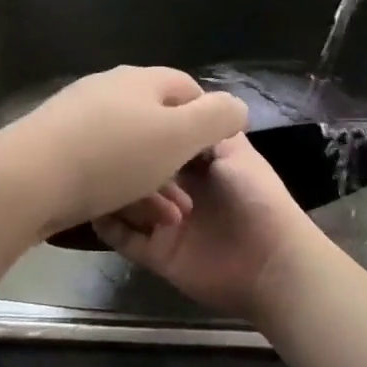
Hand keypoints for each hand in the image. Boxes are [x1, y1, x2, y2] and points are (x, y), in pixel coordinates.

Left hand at [0, 66, 247, 241]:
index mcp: (141, 81)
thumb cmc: (112, 155)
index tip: (217, 154)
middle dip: (179, 157)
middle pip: (157, 118)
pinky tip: (127, 212)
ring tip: (170, 216)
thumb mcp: (179, 136)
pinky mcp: (55, 145)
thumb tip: (236, 106)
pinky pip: (101, 162)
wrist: (25, 178)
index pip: (187, 87)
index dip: (209, 117)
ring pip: (130, 146)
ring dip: (154, 179)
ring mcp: (77, 116)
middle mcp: (108, 89)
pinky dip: (121, 184)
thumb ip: (217, 118)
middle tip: (193, 195)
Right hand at [92, 133, 310, 319]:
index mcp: (198, 165)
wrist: (271, 262)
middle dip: (124, 162)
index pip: (162, 143)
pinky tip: (95, 207)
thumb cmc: (255, 197)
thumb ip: (205, 128)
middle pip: (140, 173)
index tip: (118, 115)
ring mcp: (165, 224)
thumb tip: (177, 104)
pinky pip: (124, 239)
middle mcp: (179, 192)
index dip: (145, 131)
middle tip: (102, 149)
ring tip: (100, 178)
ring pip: (127, 204)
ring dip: (115, 192)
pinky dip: (108, 225)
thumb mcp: (234, 150)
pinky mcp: (157, 254)